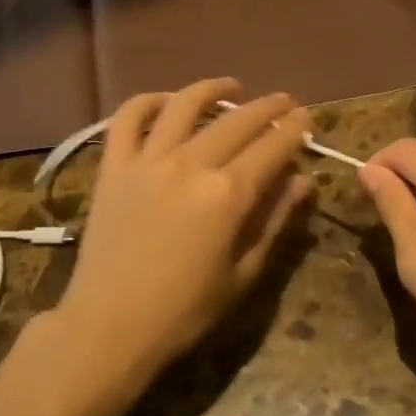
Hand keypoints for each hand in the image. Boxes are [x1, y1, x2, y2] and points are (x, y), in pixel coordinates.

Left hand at [57, 79, 311, 383]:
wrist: (108, 327)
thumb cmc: (184, 311)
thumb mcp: (243, 273)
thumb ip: (274, 221)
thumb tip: (303, 181)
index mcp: (227, 194)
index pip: (271, 147)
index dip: (294, 130)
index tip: (306, 119)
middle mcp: (190, 164)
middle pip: (237, 120)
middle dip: (267, 107)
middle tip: (284, 102)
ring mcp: (147, 160)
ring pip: (184, 105)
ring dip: (213, 89)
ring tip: (232, 88)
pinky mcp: (114, 166)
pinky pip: (128, 119)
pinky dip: (147, 102)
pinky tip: (166, 101)